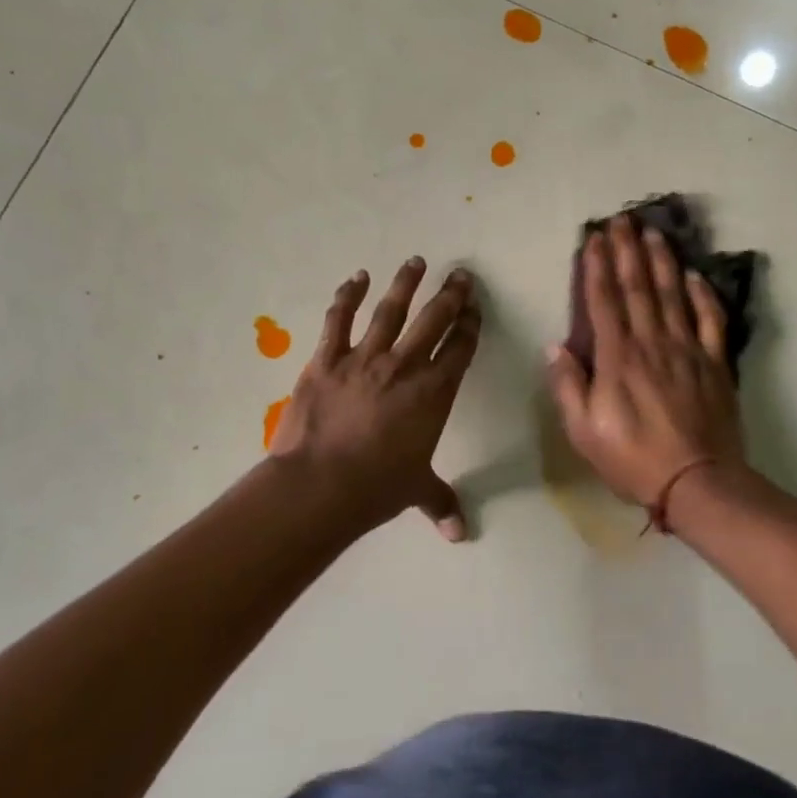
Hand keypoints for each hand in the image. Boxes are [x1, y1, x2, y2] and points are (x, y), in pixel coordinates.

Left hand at [270, 258, 481, 540]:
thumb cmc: (377, 488)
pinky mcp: (326, 359)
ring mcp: (364, 358)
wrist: (320, 486)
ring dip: (405, 284)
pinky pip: (339, 320)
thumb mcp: (416, 491)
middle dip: (450, 295)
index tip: (475, 307)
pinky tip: (356, 278)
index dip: (470, 325)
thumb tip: (461, 535)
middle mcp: (405, 367)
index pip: (460, 349)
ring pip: (391, 311)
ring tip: (415, 262)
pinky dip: (348, 296)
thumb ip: (441, 503)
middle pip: (434, 320)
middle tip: (459, 274)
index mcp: (434, 393)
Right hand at [545, 216, 744, 508]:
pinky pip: (710, 321)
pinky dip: (702, 295)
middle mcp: (651, 343)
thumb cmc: (632, 459)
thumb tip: (556, 346)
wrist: (697, 481)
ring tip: (654, 233)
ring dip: (662, 261)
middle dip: (627, 251)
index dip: (597, 266)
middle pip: (638, 288)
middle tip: (623, 219)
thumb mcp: (584, 431)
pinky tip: (695, 275)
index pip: (604, 301)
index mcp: (617, 358)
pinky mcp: (714, 363)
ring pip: (673, 295)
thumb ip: (569, 386)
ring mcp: (687, 350)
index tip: (594, 238)